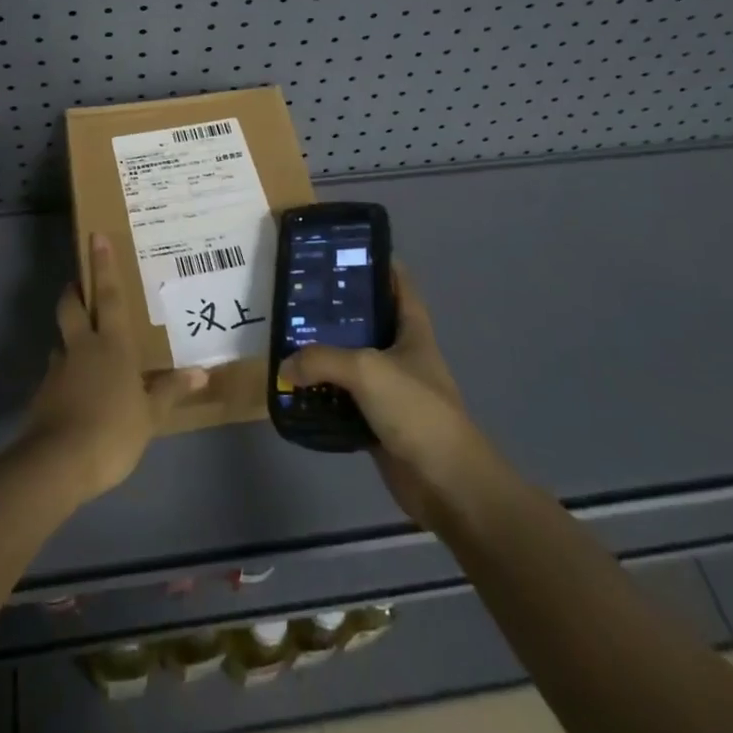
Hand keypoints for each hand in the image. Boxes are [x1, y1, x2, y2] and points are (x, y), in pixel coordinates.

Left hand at [21, 233, 208, 502]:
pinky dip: (64, 375)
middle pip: (71, 307)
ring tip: (82, 348)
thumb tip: (202, 373)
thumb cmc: (113, 430)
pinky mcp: (43, 394)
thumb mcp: (150, 415)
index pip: (109, 296)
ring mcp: (58, 370)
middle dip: (73, 291)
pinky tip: (75, 392)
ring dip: (69, 337)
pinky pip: (56, 374)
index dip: (103, 266)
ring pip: (62, 341)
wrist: (58, 462)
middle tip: (77, 284)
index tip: (95, 238)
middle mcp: (82, 347)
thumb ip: (171, 391)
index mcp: (112, 344)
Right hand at [278, 263, 506, 528]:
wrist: (446, 483)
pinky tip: (295, 387)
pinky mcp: (377, 421)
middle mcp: (401, 353)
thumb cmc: (416, 410)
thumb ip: (322, 359)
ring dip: (324, 354)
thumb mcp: (366, 370)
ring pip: (351, 361)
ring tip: (286, 337)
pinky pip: (343, 399)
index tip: (341, 250)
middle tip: (298, 295)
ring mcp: (390, 388)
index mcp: (412, 329)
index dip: (376, 262)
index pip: (398, 283)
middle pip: (367, 320)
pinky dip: (322, 394)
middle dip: (336, 309)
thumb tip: (285, 364)